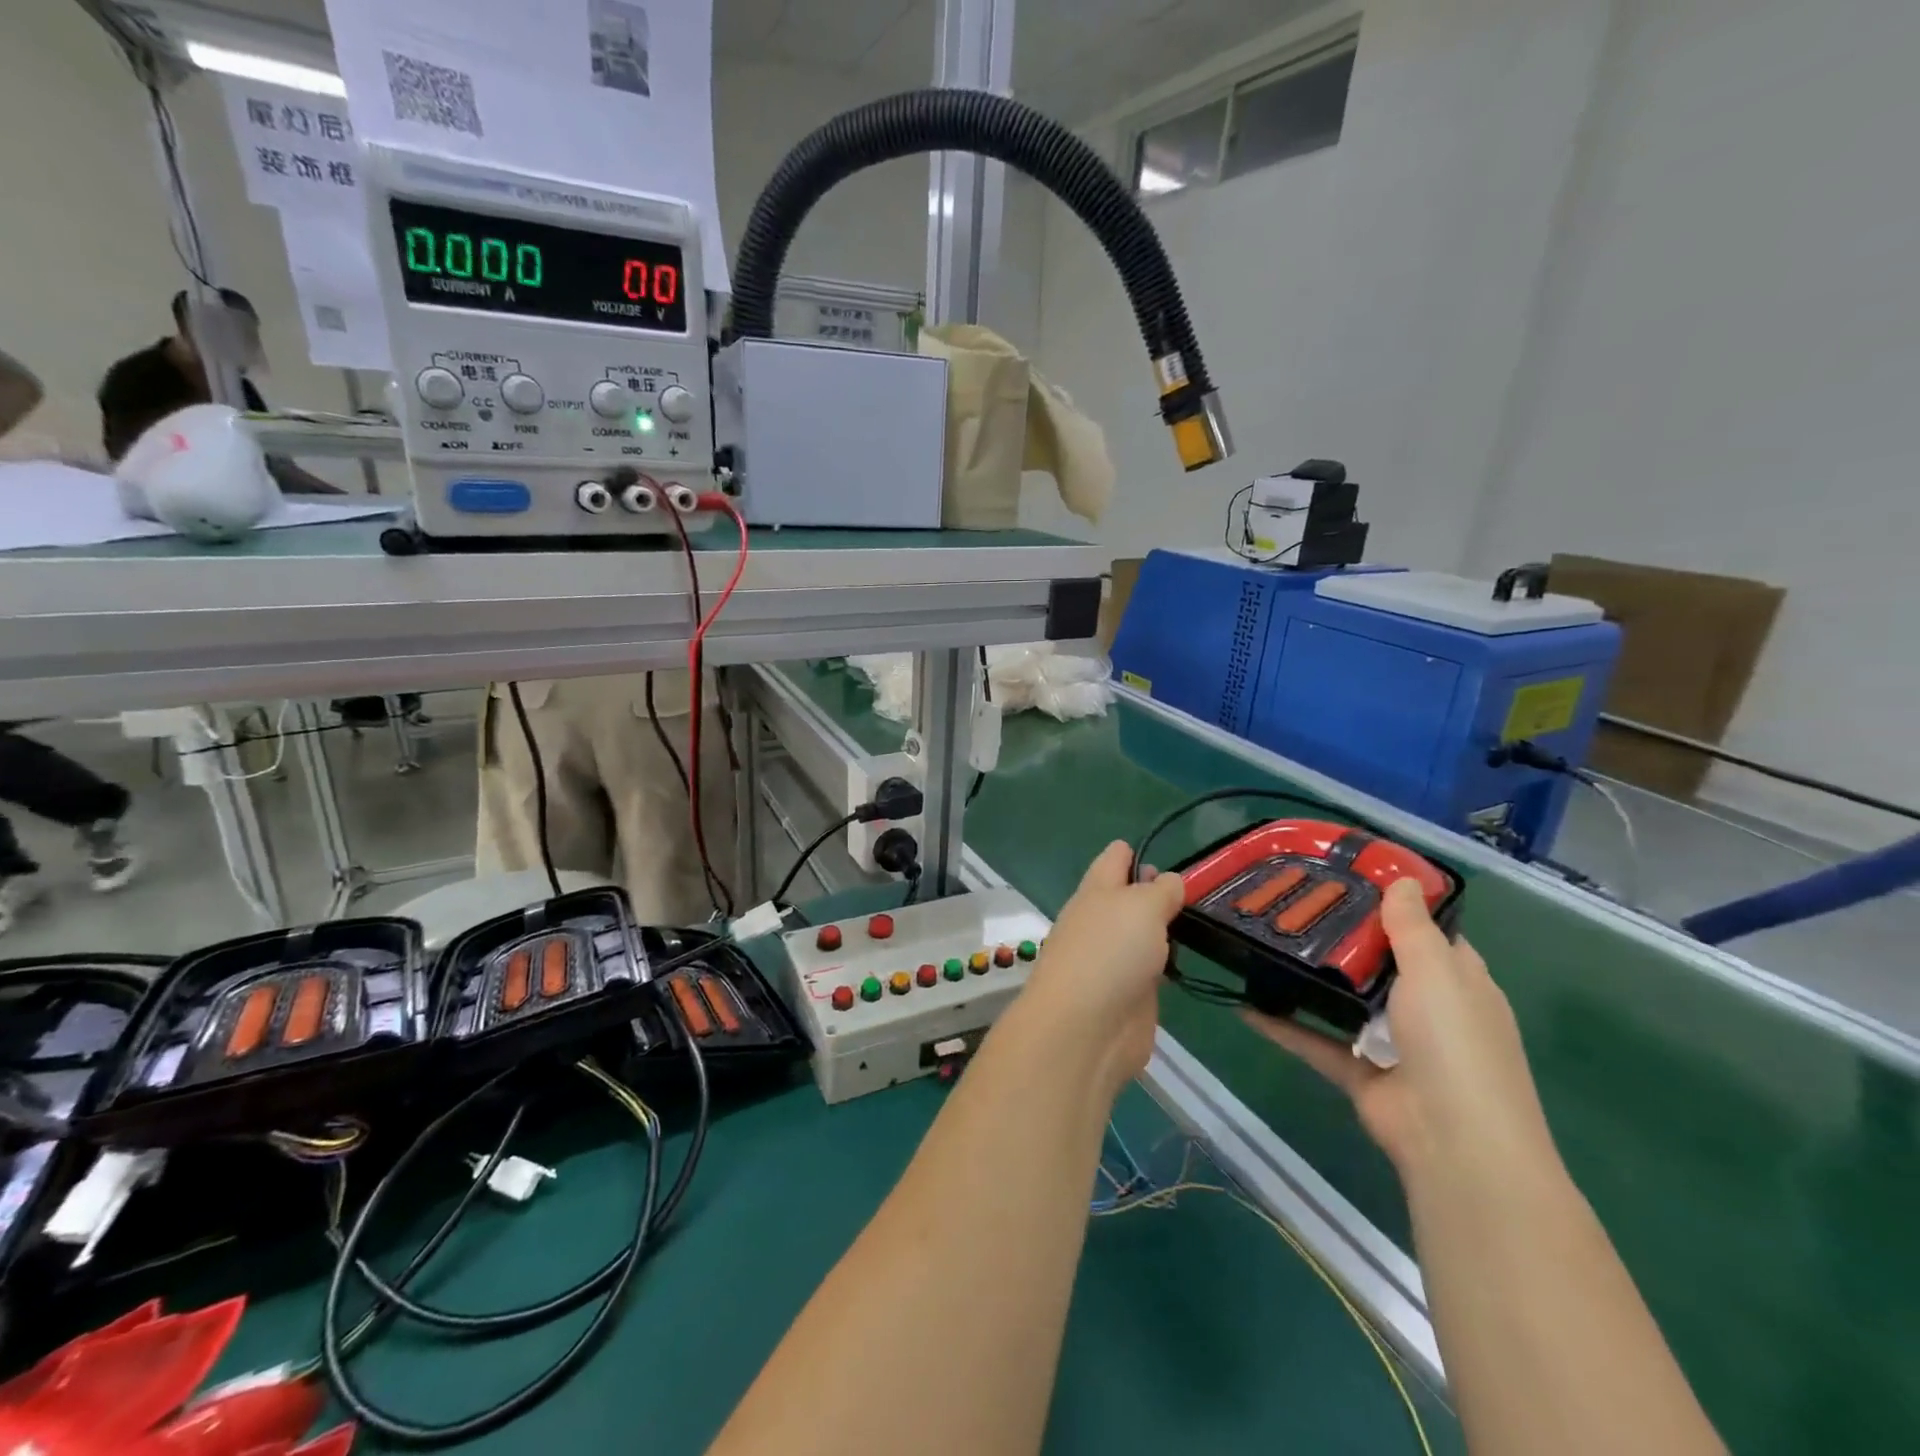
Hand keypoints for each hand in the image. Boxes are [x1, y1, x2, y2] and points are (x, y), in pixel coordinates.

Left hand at [1018, 841, 1186, 1099]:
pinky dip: (1167, 964)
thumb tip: (1169, 882)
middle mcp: (1101, 920)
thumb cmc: (1110, 952)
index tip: (1175, 860)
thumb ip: (1161, 890)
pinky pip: (1151, 969)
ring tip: (1206, 922)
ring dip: (1165, 930)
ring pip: (1142, 933)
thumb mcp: (1142, 906)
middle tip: (1204, 893)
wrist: (1085, 1029)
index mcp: (1097, 890)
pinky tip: (1191, 962)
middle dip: (1159, 892)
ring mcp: (1112, 959)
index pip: (1115, 858)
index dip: (1139, 853)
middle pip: (1130, 896)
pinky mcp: (1128, 994)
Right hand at [1243, 879, 1556, 1182]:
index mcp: (1458, 983)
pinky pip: (1314, 1040)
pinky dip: (1283, 1025)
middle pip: (1381, 963)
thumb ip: (1412, 927)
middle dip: (1343, 936)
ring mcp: (1391, 1044)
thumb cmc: (1455, 1043)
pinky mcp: (1358, 1072)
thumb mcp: (1437, 972)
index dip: (1396, 905)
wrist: (1454, 1142)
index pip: (1429, 934)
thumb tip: (1402, 880)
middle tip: (1295, 901)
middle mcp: (1427, 1010)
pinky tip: (1245, 1004)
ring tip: (1268, 941)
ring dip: (1313, 978)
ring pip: (1345, 1000)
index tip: (1350, 875)